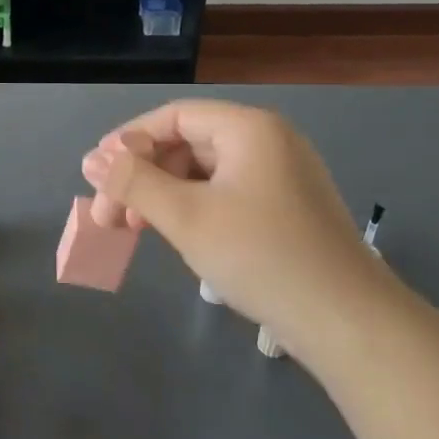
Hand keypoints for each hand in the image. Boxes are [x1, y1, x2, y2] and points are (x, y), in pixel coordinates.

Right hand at [81, 100, 393, 340]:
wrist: (346, 321)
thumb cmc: (260, 256)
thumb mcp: (185, 216)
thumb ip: (133, 182)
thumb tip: (92, 159)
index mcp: (248, 128)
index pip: (174, 117)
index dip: (129, 141)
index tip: (96, 176)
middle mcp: (268, 141)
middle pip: (188, 143)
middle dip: (143, 175)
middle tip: (110, 215)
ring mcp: (282, 175)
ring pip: (206, 172)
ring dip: (165, 195)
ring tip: (137, 230)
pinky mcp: (288, 208)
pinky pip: (227, 193)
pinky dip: (194, 209)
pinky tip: (178, 236)